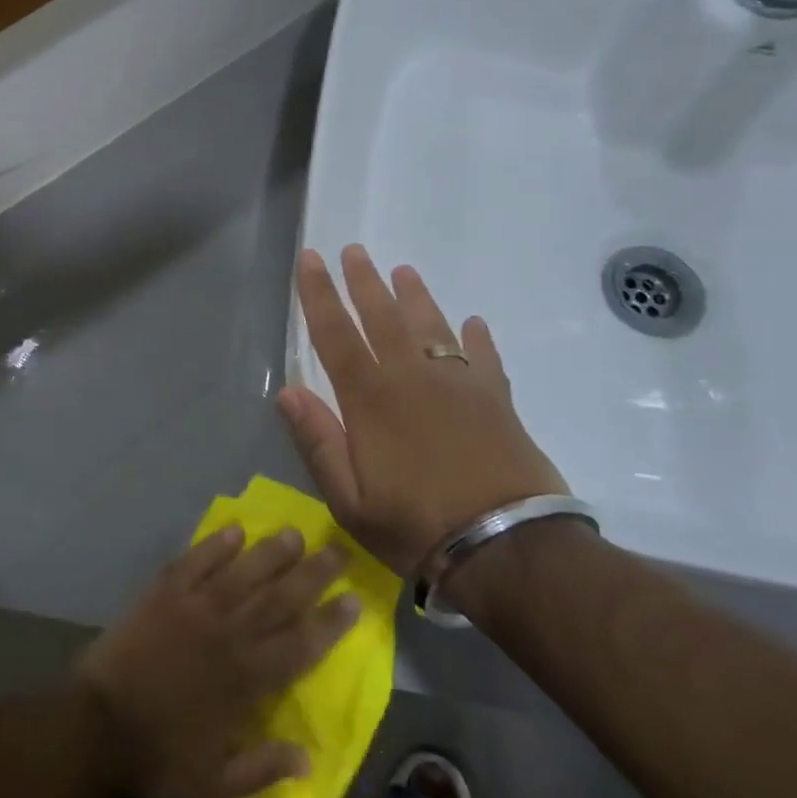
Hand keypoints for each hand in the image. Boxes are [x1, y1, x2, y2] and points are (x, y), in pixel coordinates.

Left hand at [77, 526, 359, 797]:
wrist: (97, 725)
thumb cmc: (158, 755)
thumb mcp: (215, 784)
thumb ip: (263, 769)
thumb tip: (308, 759)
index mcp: (247, 679)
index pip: (301, 645)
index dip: (330, 622)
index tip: (354, 600)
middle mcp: (229, 635)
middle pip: (280, 598)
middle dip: (313, 574)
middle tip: (339, 551)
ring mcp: (195, 608)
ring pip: (243, 572)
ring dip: (271, 552)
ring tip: (295, 533)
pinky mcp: (163, 593)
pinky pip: (196, 562)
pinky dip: (215, 545)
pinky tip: (234, 530)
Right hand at [278, 245, 568, 578]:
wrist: (509, 547)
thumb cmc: (417, 526)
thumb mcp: (350, 500)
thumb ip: (318, 443)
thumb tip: (288, 392)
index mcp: (370, 400)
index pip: (335, 334)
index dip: (319, 294)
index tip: (310, 259)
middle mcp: (412, 378)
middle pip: (382, 316)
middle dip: (363, 281)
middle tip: (353, 250)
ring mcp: (459, 384)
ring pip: (431, 326)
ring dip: (414, 296)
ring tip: (403, 271)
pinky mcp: (496, 400)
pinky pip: (483, 356)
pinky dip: (476, 336)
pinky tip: (474, 323)